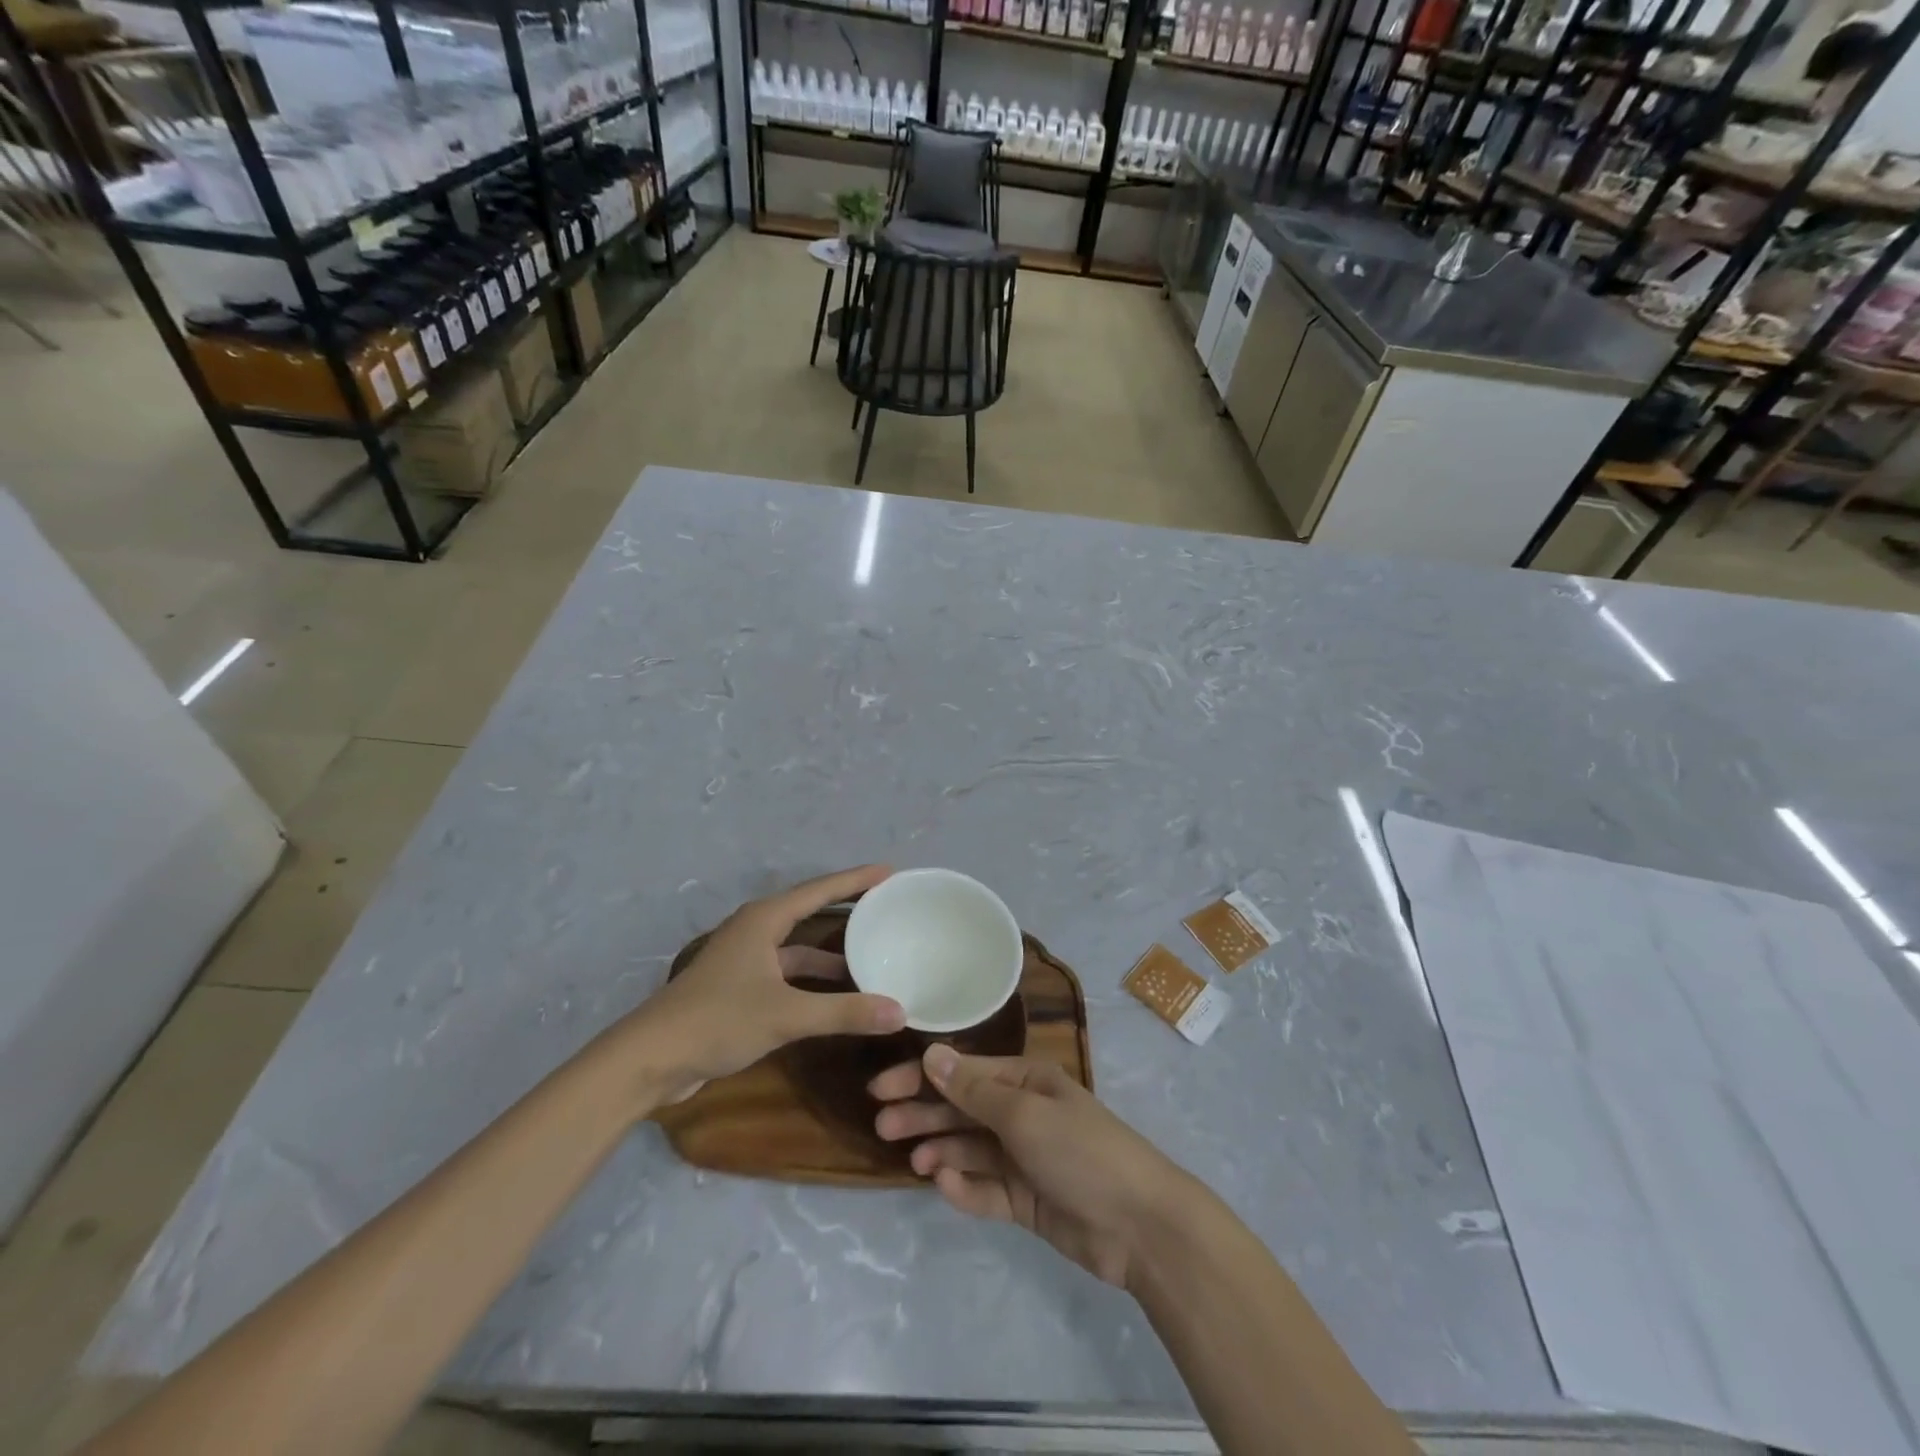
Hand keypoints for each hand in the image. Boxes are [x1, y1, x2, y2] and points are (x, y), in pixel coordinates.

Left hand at [623, 866, 906, 1105]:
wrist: (650, 1060)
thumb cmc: (717, 1020)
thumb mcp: (786, 1015)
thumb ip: (844, 1012)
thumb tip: (900, 1012)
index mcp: (764, 920)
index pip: (820, 890)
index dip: (855, 880)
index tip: (889, 871)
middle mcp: (755, 931)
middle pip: (810, 911)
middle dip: (846, 908)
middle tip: (885, 905)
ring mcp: (746, 961)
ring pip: (798, 948)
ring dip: (830, 953)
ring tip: (870, 954)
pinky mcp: (739, 989)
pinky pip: (788, 973)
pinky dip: (813, 980)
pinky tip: (835, 995)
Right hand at [870, 1045, 1191, 1289]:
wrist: (1139, 1225)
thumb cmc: (1081, 1151)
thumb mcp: (1024, 1114)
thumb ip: (974, 1091)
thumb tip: (932, 1054)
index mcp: (1025, 1081)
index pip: (963, 1073)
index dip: (921, 1077)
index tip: (880, 1089)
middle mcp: (1021, 1113)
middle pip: (961, 1110)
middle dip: (923, 1113)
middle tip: (882, 1126)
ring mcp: (1022, 1158)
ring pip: (969, 1148)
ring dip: (940, 1149)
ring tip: (911, 1158)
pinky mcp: (1024, 1200)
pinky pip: (984, 1189)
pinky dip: (964, 1187)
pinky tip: (945, 1185)